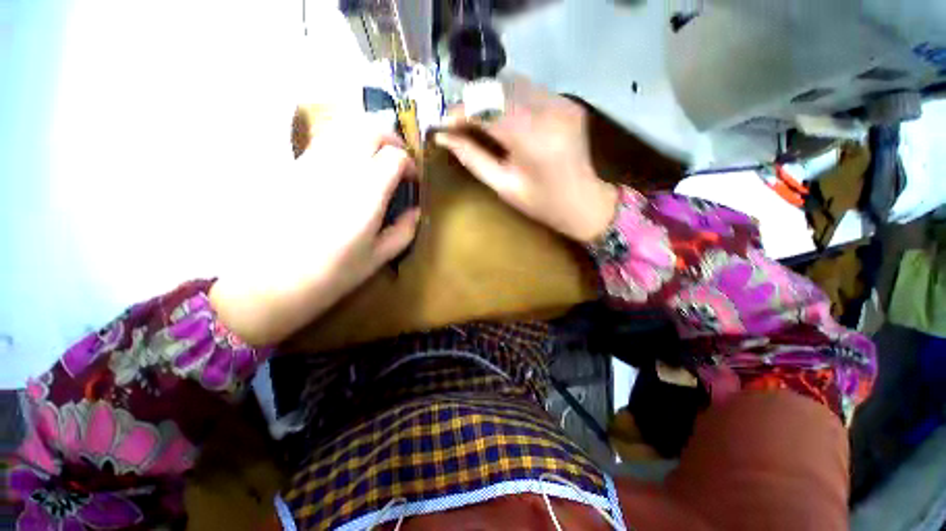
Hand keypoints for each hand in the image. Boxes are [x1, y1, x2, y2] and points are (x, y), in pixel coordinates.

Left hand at [211, 118, 419, 345]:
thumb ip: (404, 231)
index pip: (394, 156)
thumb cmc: (331, 274)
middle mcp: (339, 170)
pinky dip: (347, 144)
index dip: (409, 164)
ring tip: (377, 159)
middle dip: (392, 139)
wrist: (271, 281)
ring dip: (368, 137)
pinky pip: (326, 141)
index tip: (412, 180)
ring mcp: (312, 164)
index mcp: (365, 195)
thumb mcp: (378, 257)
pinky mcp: (295, 167)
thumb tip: (416, 210)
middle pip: (369, 129)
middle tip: (398, 160)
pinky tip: (351, 167)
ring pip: (345, 128)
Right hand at [434, 76, 617, 243]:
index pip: (487, 109)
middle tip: (458, 122)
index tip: (442, 122)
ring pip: (513, 84)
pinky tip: (503, 119)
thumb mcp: (503, 186)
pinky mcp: (568, 102)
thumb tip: (444, 137)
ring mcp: (562, 102)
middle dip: (472, 102)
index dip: (460, 112)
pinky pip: (530, 90)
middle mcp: (549, 111)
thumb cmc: (541, 204)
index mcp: (532, 139)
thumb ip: (473, 158)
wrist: (584, 202)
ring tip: (477, 120)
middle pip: (499, 89)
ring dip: (490, 99)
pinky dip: (510, 100)